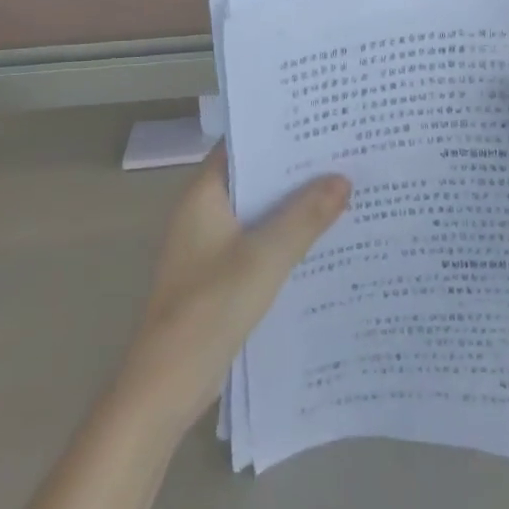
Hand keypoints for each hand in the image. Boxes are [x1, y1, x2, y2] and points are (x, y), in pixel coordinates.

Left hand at [115, 147, 348, 435]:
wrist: (165, 387)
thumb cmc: (210, 308)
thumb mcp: (265, 257)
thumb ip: (305, 216)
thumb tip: (342, 178)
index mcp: (203, 194)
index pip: (241, 145)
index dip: (277, 132)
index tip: (318, 122)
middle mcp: (202, 212)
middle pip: (252, 178)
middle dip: (293, 169)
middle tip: (341, 153)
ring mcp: (208, 246)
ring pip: (257, 213)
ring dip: (291, 206)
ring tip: (341, 190)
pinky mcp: (217, 276)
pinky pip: (255, 243)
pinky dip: (282, 237)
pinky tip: (319, 241)